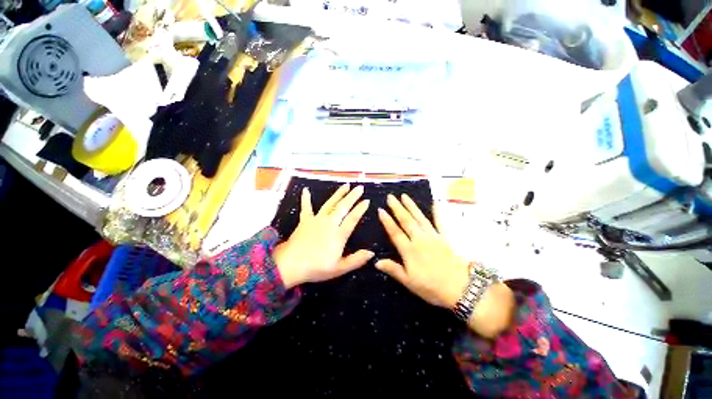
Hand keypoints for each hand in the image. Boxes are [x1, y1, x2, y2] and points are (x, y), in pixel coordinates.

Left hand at [274, 184, 373, 288]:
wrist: (290, 265)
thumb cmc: (316, 268)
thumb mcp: (339, 268)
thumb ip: (356, 260)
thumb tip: (371, 253)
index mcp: (338, 234)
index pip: (352, 218)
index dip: (360, 209)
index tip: (367, 200)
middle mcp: (329, 223)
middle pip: (343, 207)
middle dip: (353, 196)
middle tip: (360, 187)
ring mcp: (316, 220)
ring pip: (330, 204)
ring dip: (338, 194)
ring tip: (346, 185)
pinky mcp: (305, 221)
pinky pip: (306, 207)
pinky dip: (306, 199)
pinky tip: (305, 190)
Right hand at [376, 194, 468, 308]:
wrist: (462, 288)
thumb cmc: (432, 287)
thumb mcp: (409, 282)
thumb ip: (393, 269)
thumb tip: (376, 261)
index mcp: (409, 250)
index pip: (395, 232)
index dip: (387, 221)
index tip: (381, 210)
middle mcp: (420, 239)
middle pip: (406, 221)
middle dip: (397, 208)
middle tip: (390, 197)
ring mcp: (433, 236)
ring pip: (419, 218)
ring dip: (411, 206)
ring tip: (404, 196)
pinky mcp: (445, 237)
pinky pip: (440, 222)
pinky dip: (437, 212)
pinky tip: (435, 203)